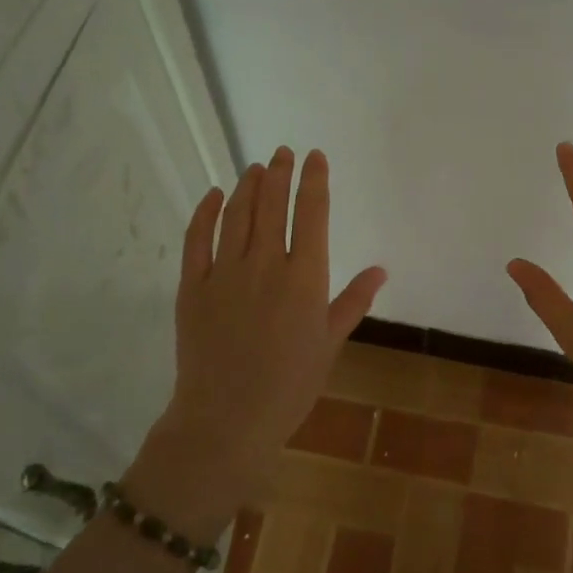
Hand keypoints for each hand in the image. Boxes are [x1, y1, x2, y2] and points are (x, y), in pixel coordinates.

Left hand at [142, 147, 385, 521]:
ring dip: (249, 185)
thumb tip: (381, 268)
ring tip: (257, 167)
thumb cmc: (289, 386)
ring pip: (238, 214)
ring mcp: (224, 272)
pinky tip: (215, 195)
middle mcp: (265, 264)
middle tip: (284, 152)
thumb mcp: (330, 343)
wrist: (226, 420)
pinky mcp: (191, 286)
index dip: (314, 180)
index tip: (315, 156)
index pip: (313, 213)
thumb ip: (353, 301)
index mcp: (304, 278)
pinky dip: (206, 212)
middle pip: (274, 205)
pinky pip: (197, 238)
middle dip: (281, 173)